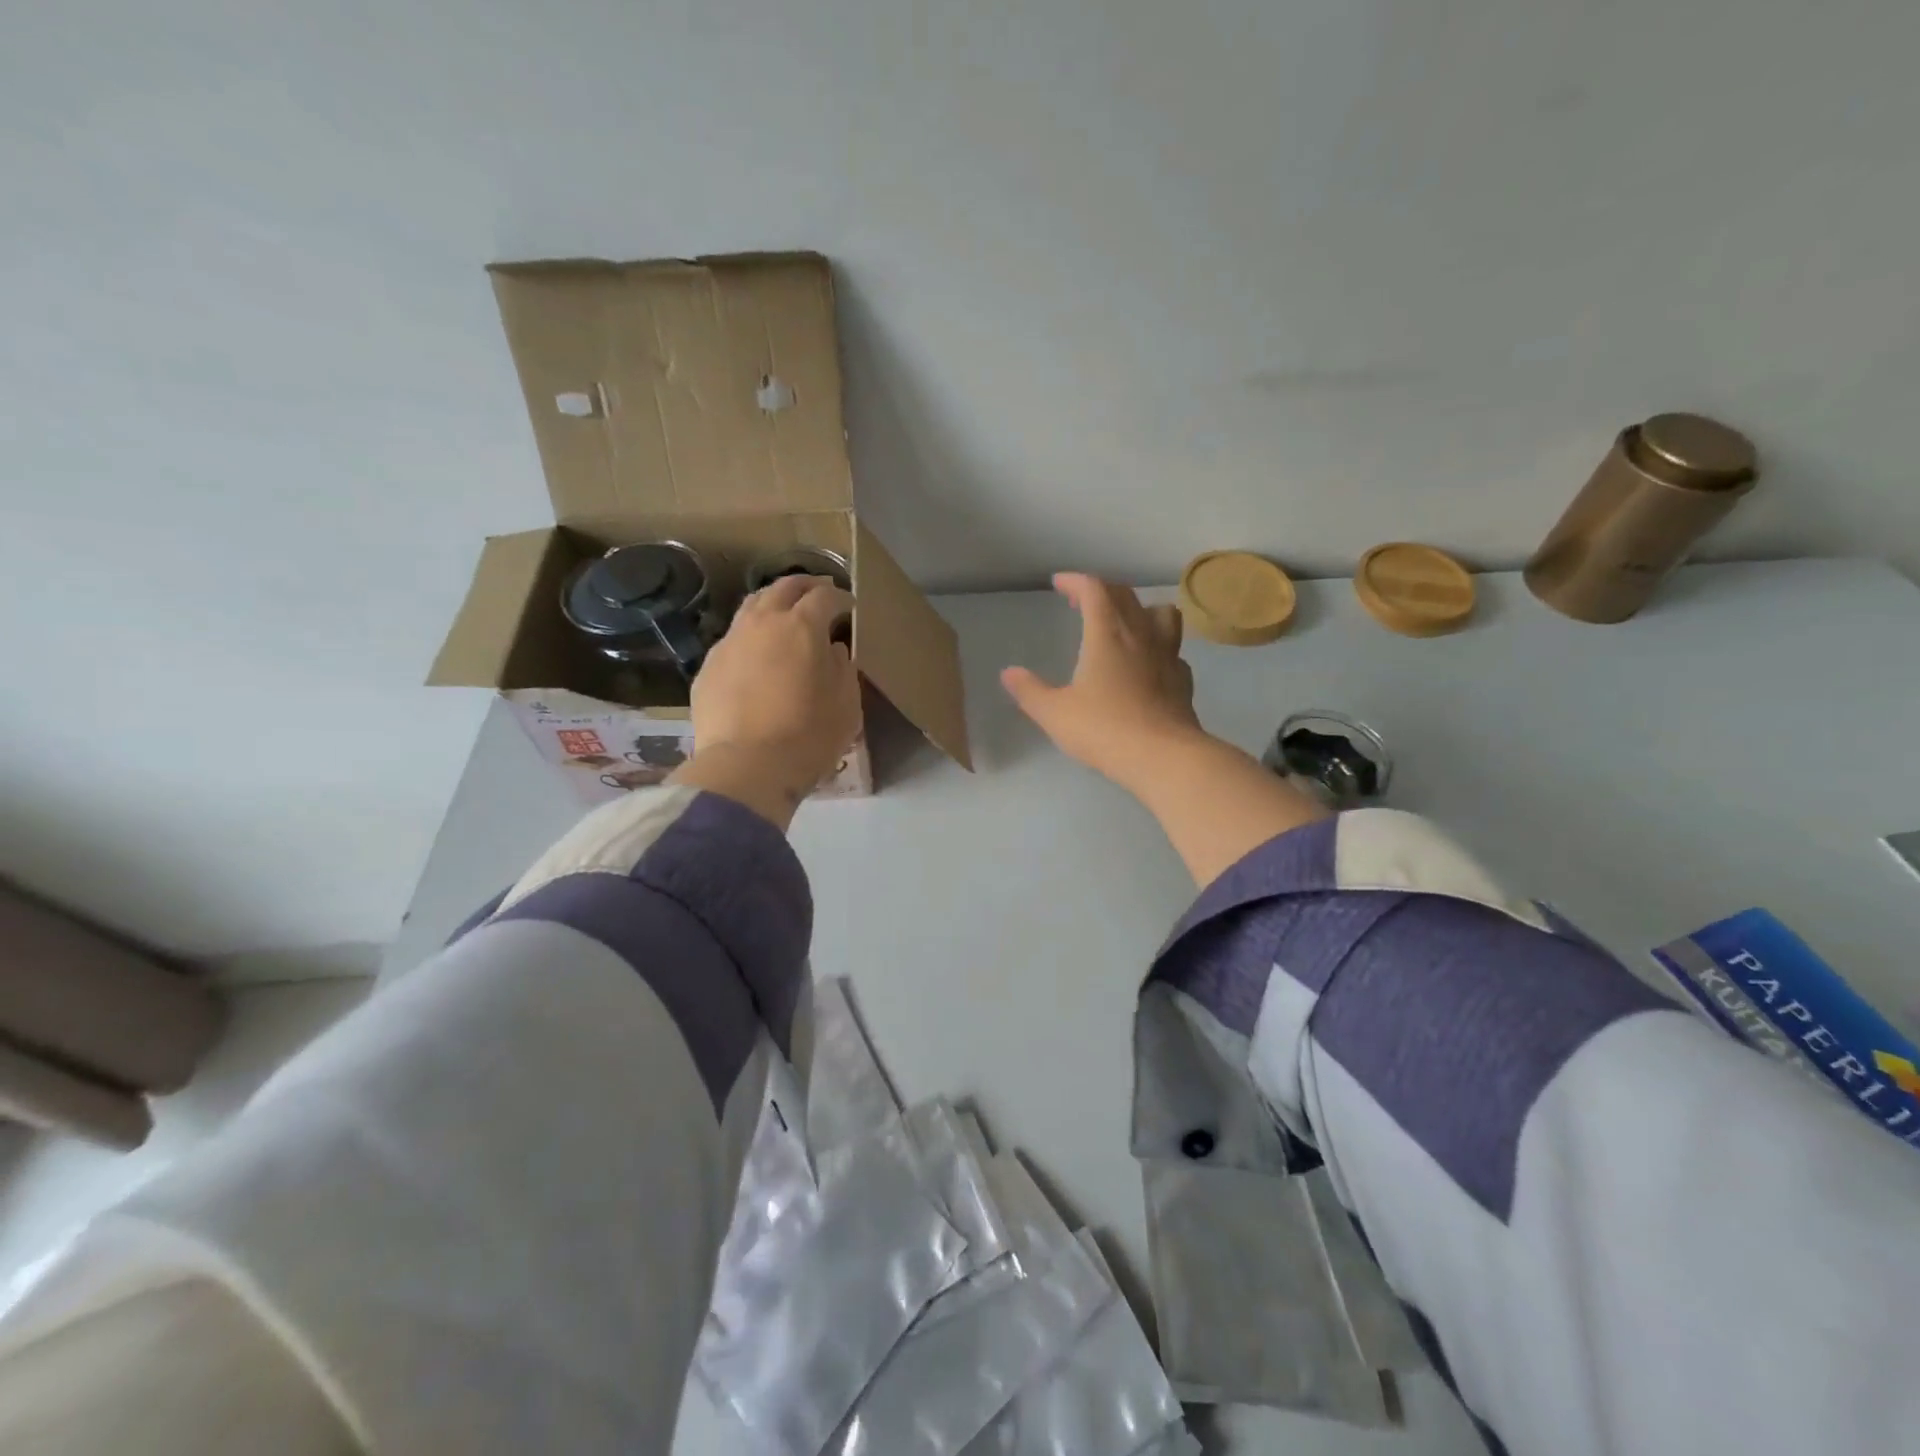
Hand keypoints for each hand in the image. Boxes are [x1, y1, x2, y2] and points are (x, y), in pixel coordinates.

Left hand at [672, 575, 860, 825]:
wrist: (746, 767)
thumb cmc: (808, 736)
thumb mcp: (846, 704)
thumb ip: (843, 668)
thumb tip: (834, 650)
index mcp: (802, 627)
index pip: (825, 597)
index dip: (842, 599)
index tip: (851, 609)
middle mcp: (762, 623)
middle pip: (784, 587)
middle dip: (806, 586)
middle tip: (819, 594)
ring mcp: (730, 642)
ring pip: (752, 606)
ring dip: (773, 603)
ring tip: (785, 616)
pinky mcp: (708, 667)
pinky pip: (734, 639)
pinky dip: (751, 637)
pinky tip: (757, 655)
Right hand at [1001, 574, 1203, 793]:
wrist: (1163, 757)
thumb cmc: (1104, 730)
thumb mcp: (1055, 713)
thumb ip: (1030, 691)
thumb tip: (1009, 674)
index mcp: (1106, 635)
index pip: (1094, 591)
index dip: (1075, 581)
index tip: (1059, 583)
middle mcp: (1140, 636)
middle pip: (1126, 596)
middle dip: (1102, 590)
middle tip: (1083, 601)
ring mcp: (1168, 656)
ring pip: (1162, 613)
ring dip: (1141, 609)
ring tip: (1126, 622)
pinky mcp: (1183, 680)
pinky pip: (1173, 650)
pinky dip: (1159, 647)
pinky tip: (1149, 664)